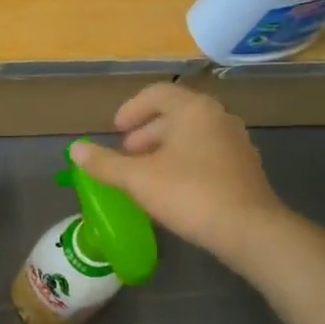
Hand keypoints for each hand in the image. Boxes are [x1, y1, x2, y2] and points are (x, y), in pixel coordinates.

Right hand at [68, 83, 284, 269]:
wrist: (250, 230)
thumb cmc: (189, 194)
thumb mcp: (138, 179)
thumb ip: (104, 163)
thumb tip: (75, 149)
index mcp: (193, 109)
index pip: (157, 93)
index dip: (131, 109)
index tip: (115, 131)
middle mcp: (218, 117)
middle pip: (175, 113)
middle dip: (146, 132)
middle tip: (126, 154)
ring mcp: (236, 142)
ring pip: (192, 134)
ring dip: (165, 148)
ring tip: (145, 173)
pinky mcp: (245, 167)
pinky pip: (207, 153)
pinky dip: (185, 161)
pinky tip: (173, 188)